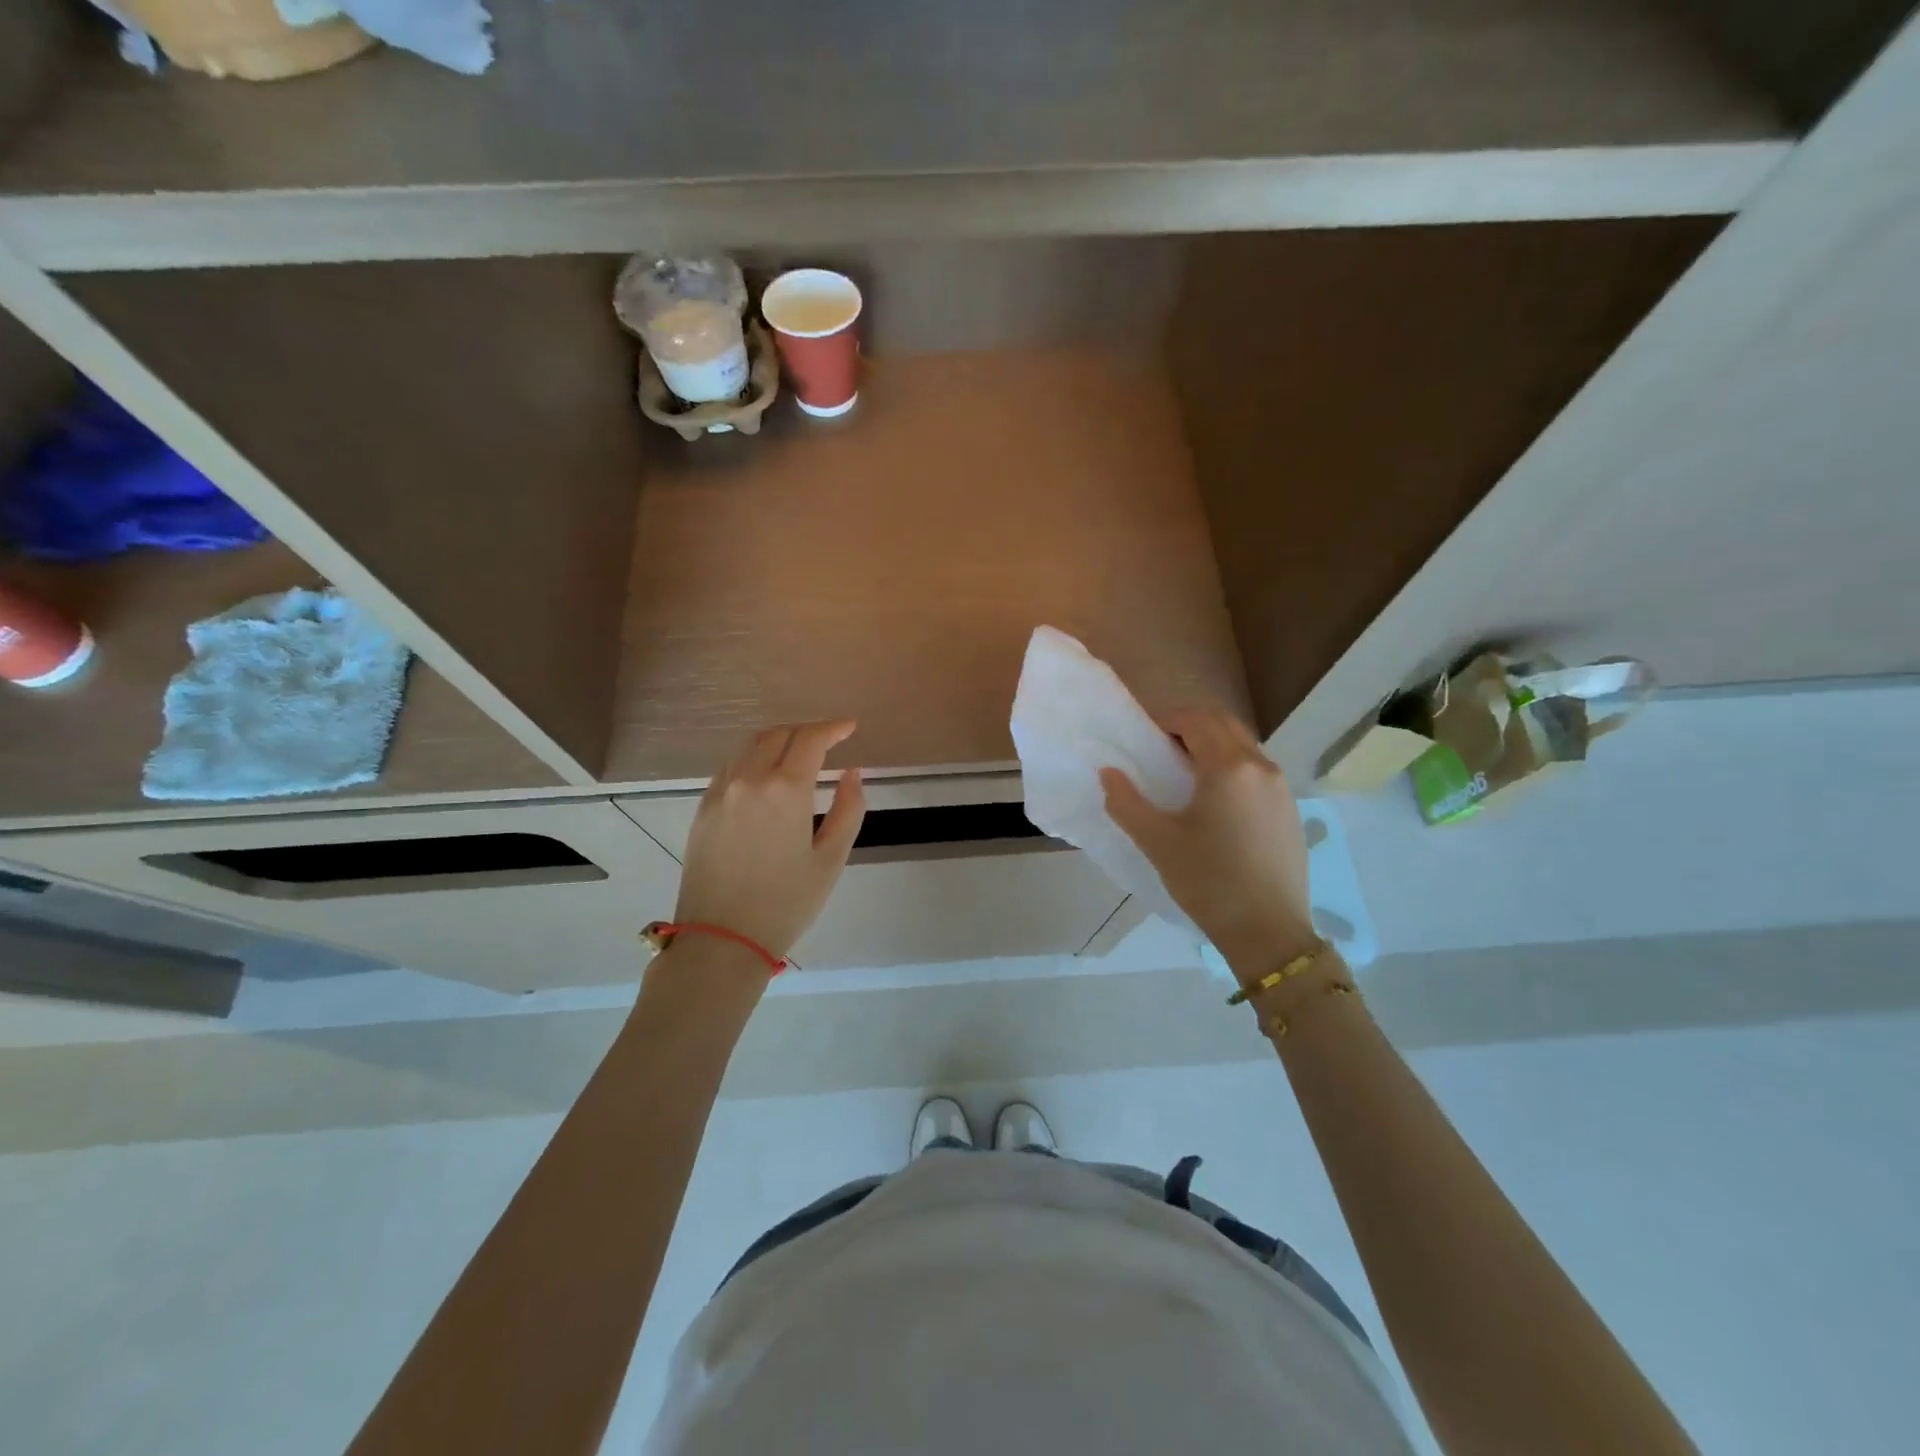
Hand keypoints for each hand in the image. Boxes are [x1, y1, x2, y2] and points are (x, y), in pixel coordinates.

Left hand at [673, 721, 865, 961]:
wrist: (721, 940)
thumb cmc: (786, 904)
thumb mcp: (831, 860)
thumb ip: (848, 809)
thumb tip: (852, 773)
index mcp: (785, 789)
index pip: (811, 739)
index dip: (833, 728)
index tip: (850, 727)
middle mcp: (749, 779)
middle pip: (779, 734)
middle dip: (807, 730)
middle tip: (828, 739)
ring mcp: (720, 792)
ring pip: (750, 746)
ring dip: (778, 739)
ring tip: (798, 751)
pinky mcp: (703, 808)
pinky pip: (731, 767)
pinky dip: (753, 758)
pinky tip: (764, 773)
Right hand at [1100, 708, 1315, 981]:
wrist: (1269, 932)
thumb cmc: (1207, 882)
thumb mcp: (1157, 842)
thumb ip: (1126, 802)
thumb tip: (1108, 773)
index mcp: (1228, 767)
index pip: (1196, 721)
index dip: (1167, 720)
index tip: (1144, 737)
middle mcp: (1261, 766)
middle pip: (1224, 724)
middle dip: (1191, 726)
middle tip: (1161, 748)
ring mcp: (1282, 788)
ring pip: (1244, 745)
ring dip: (1213, 745)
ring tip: (1185, 775)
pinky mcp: (1290, 809)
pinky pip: (1257, 770)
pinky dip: (1232, 766)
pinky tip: (1215, 802)